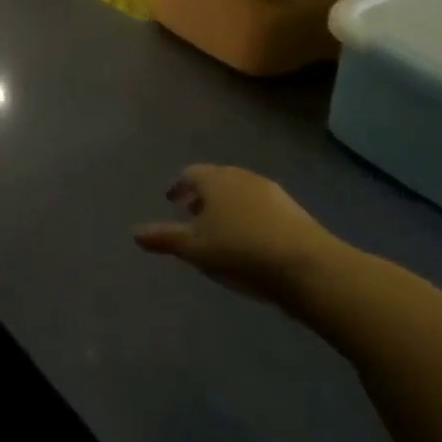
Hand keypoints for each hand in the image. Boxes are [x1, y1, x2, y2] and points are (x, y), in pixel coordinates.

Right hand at [133, 164, 350, 308]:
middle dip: (202, 195)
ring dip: (226, 205)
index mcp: (215, 180)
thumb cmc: (240, 251)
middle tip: (192, 215)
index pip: (190, 174)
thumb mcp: (195, 249)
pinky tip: (249, 239)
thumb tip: (133, 233)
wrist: (308, 267)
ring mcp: (271, 191)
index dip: (179, 187)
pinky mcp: (293, 209)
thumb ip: (164, 238)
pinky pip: (260, 205)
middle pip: (216, 179)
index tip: (172, 202)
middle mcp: (242, 177)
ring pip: (240, 192)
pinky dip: (248, 215)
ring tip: (220, 230)